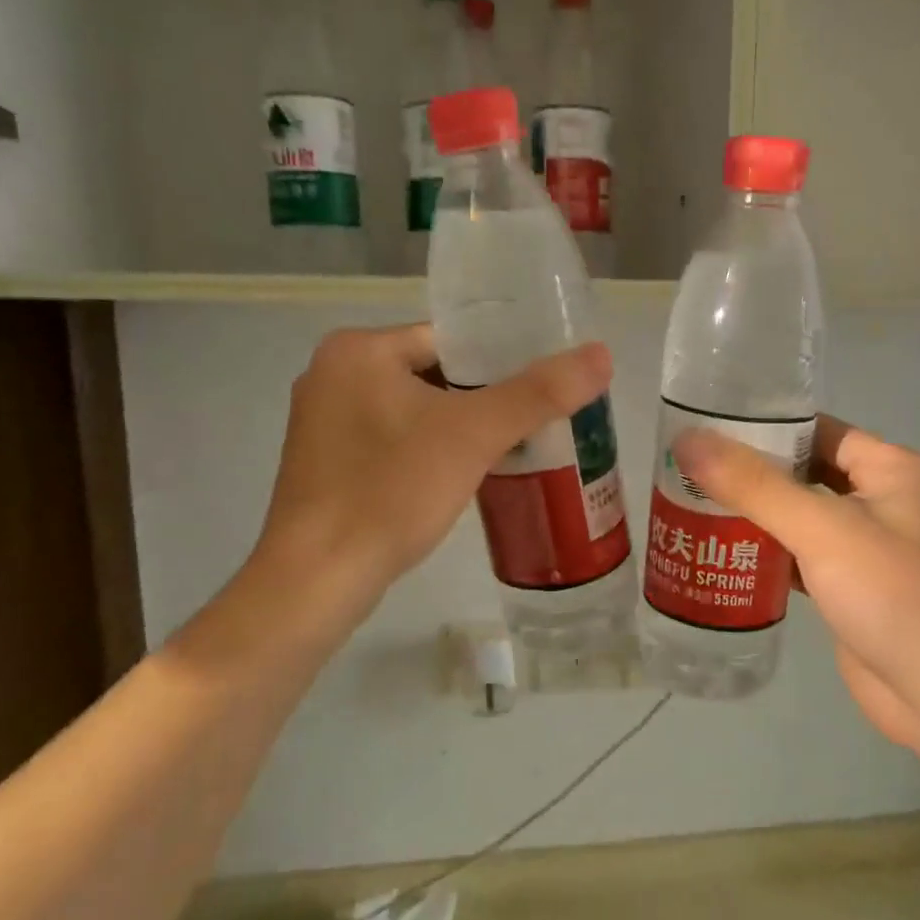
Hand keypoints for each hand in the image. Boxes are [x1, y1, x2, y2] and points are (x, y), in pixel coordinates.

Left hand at [255, 323, 612, 592]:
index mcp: (358, 350)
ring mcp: (323, 421)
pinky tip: (460, 479)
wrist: (318, 579)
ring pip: (414, 411)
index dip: (501, 363)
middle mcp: (332, 374)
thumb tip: (601, 355)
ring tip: (510, 452)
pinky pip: (393, 441)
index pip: (450, 339)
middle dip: (482, 401)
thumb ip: (538, 393)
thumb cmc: (391, 492)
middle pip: (434, 374)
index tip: (540, 392)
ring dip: (457, 429)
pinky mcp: (325, 463)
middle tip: (534, 425)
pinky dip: (428, 453)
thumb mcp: (473, 436)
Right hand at [674, 416, 919, 751]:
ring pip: (801, 518)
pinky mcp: (851, 589)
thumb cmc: (890, 592)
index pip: (818, 430)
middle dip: (751, 474)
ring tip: (692, 505)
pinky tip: (722, 554)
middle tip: (688, 469)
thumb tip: (687, 441)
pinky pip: (801, 557)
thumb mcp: (820, 527)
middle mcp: (884, 501)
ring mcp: (868, 549)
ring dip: (755, 515)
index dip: (765, 427)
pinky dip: (766, 554)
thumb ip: (753, 484)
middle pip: (806, 474)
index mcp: (893, 469)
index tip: (709, 429)